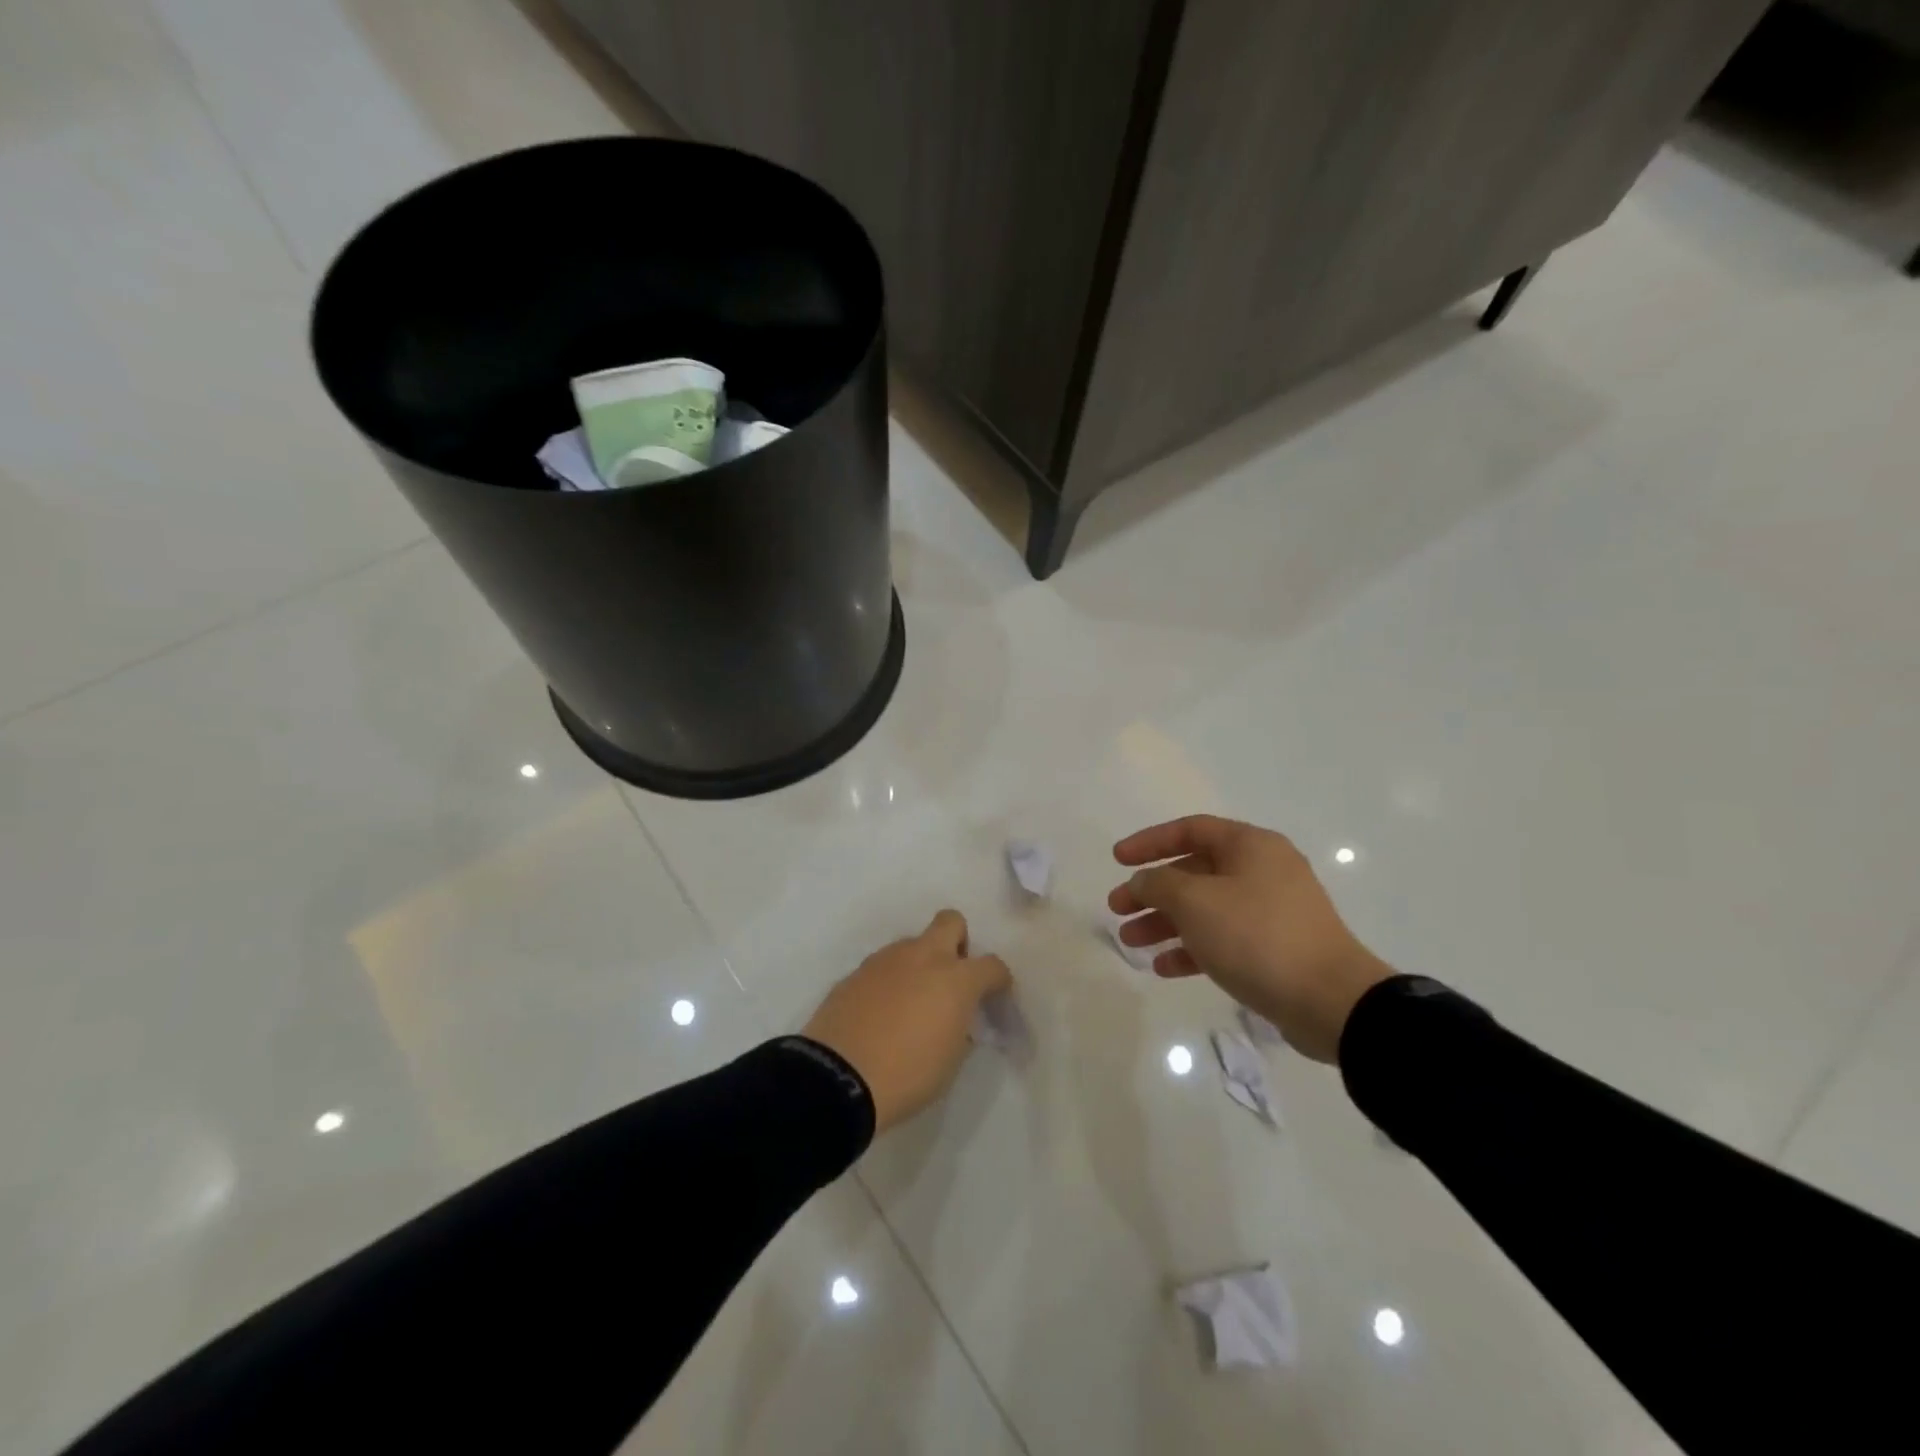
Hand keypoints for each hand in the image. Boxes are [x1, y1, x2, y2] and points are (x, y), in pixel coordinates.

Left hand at [802, 910, 1011, 1132]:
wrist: (838, 1078)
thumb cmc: (907, 1075)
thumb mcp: (950, 1060)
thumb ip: (960, 1028)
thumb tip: (955, 1018)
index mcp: (955, 979)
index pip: (991, 965)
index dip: (998, 979)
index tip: (994, 995)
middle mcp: (923, 957)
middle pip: (950, 922)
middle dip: (958, 942)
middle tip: (952, 977)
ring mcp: (886, 960)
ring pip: (913, 944)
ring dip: (919, 964)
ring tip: (910, 1003)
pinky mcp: (856, 971)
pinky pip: (884, 966)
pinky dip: (890, 981)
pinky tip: (881, 1012)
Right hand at [1108, 816, 1392, 1062]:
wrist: (1331, 1002)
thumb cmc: (1257, 936)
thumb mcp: (1195, 902)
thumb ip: (1159, 884)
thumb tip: (1143, 882)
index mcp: (1250, 846)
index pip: (1190, 829)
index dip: (1149, 842)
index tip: (1117, 860)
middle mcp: (1263, 871)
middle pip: (1194, 872)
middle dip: (1151, 890)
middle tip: (1117, 909)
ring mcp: (1272, 911)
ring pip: (1205, 908)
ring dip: (1165, 923)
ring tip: (1130, 942)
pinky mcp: (1275, 949)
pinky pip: (1223, 939)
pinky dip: (1192, 948)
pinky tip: (1163, 967)